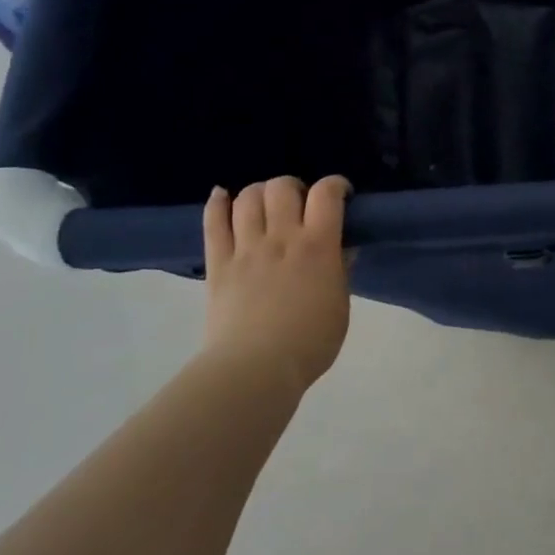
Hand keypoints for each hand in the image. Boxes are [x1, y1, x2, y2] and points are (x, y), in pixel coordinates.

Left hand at [202, 176, 352, 390]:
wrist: (255, 370)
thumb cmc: (310, 342)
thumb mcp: (340, 305)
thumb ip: (340, 270)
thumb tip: (341, 248)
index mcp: (318, 246)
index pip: (327, 194)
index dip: (335, 184)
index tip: (341, 194)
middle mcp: (281, 238)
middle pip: (282, 187)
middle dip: (295, 187)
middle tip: (300, 204)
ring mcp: (246, 249)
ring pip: (248, 197)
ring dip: (260, 193)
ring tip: (266, 205)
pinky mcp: (218, 263)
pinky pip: (212, 222)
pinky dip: (217, 202)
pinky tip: (223, 196)